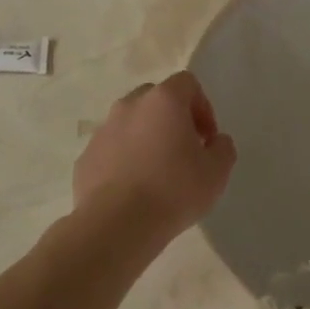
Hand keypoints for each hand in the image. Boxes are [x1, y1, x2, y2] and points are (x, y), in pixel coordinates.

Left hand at [73, 72, 236, 245]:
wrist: (116, 225)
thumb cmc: (173, 191)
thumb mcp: (216, 172)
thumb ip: (223, 148)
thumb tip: (215, 141)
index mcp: (163, 101)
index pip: (187, 83)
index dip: (203, 106)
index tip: (207, 138)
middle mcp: (130, 106)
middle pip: (156, 99)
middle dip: (172, 118)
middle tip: (184, 150)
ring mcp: (103, 130)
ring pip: (131, 123)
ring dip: (146, 138)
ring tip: (157, 173)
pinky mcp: (86, 156)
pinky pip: (111, 149)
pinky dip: (124, 159)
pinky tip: (133, 189)